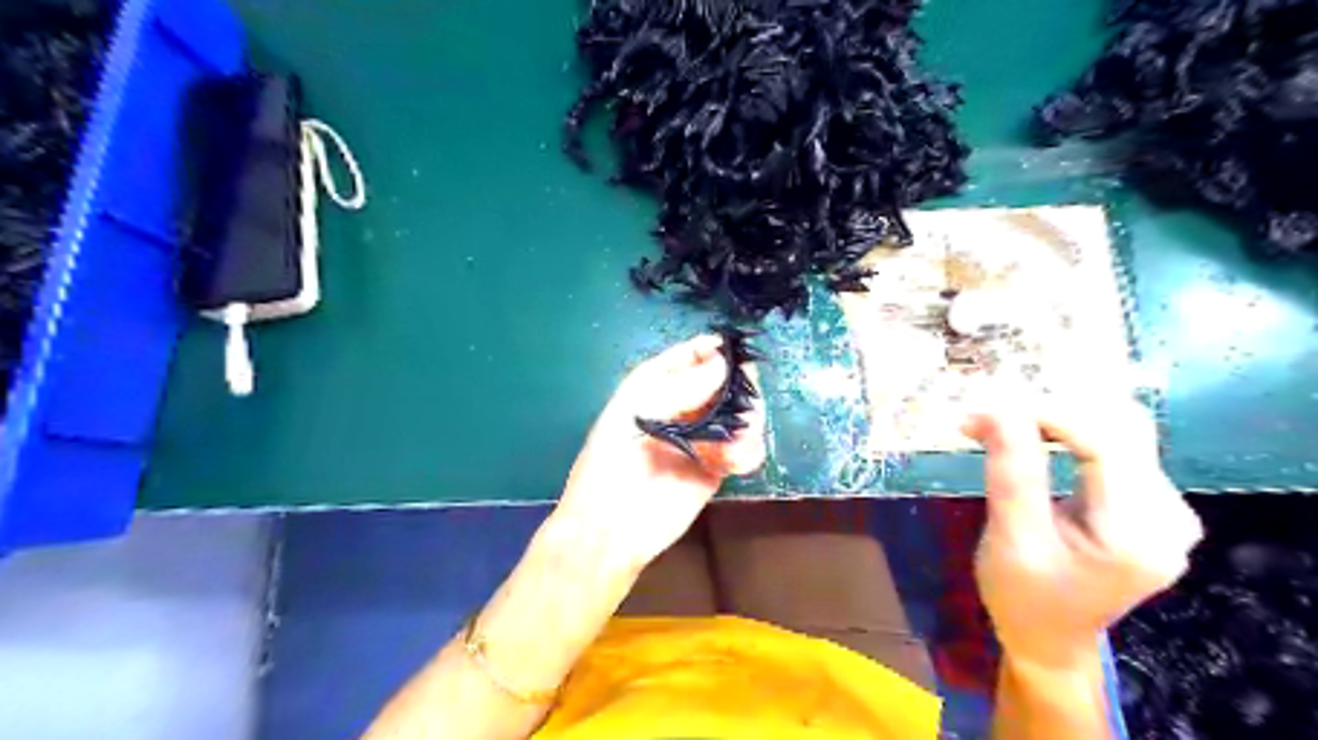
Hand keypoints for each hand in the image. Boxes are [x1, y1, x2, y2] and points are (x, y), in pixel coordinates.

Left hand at [549, 336, 775, 572]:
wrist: (610, 530)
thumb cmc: (610, 464)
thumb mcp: (635, 415)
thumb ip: (681, 388)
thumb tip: (724, 363)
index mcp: (656, 385)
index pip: (694, 355)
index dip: (718, 351)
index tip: (740, 357)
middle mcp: (684, 406)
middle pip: (726, 382)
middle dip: (741, 389)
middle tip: (746, 406)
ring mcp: (702, 437)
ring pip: (741, 414)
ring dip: (748, 423)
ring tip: (736, 442)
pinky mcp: (716, 468)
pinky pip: (744, 449)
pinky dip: (748, 451)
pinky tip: (736, 463)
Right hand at [966, 394, 1200, 671]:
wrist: (1047, 638)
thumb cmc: (1023, 597)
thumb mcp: (1011, 539)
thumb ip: (1013, 474)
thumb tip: (999, 408)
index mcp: (1139, 535)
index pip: (1107, 445)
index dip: (1048, 414)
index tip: (988, 410)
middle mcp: (1169, 515)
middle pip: (1118, 430)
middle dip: (1047, 412)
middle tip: (986, 417)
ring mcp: (1164, 507)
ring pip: (1114, 430)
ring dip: (1053, 418)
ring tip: (998, 424)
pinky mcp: (1147, 501)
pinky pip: (1111, 446)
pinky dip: (1063, 433)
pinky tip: (1027, 437)